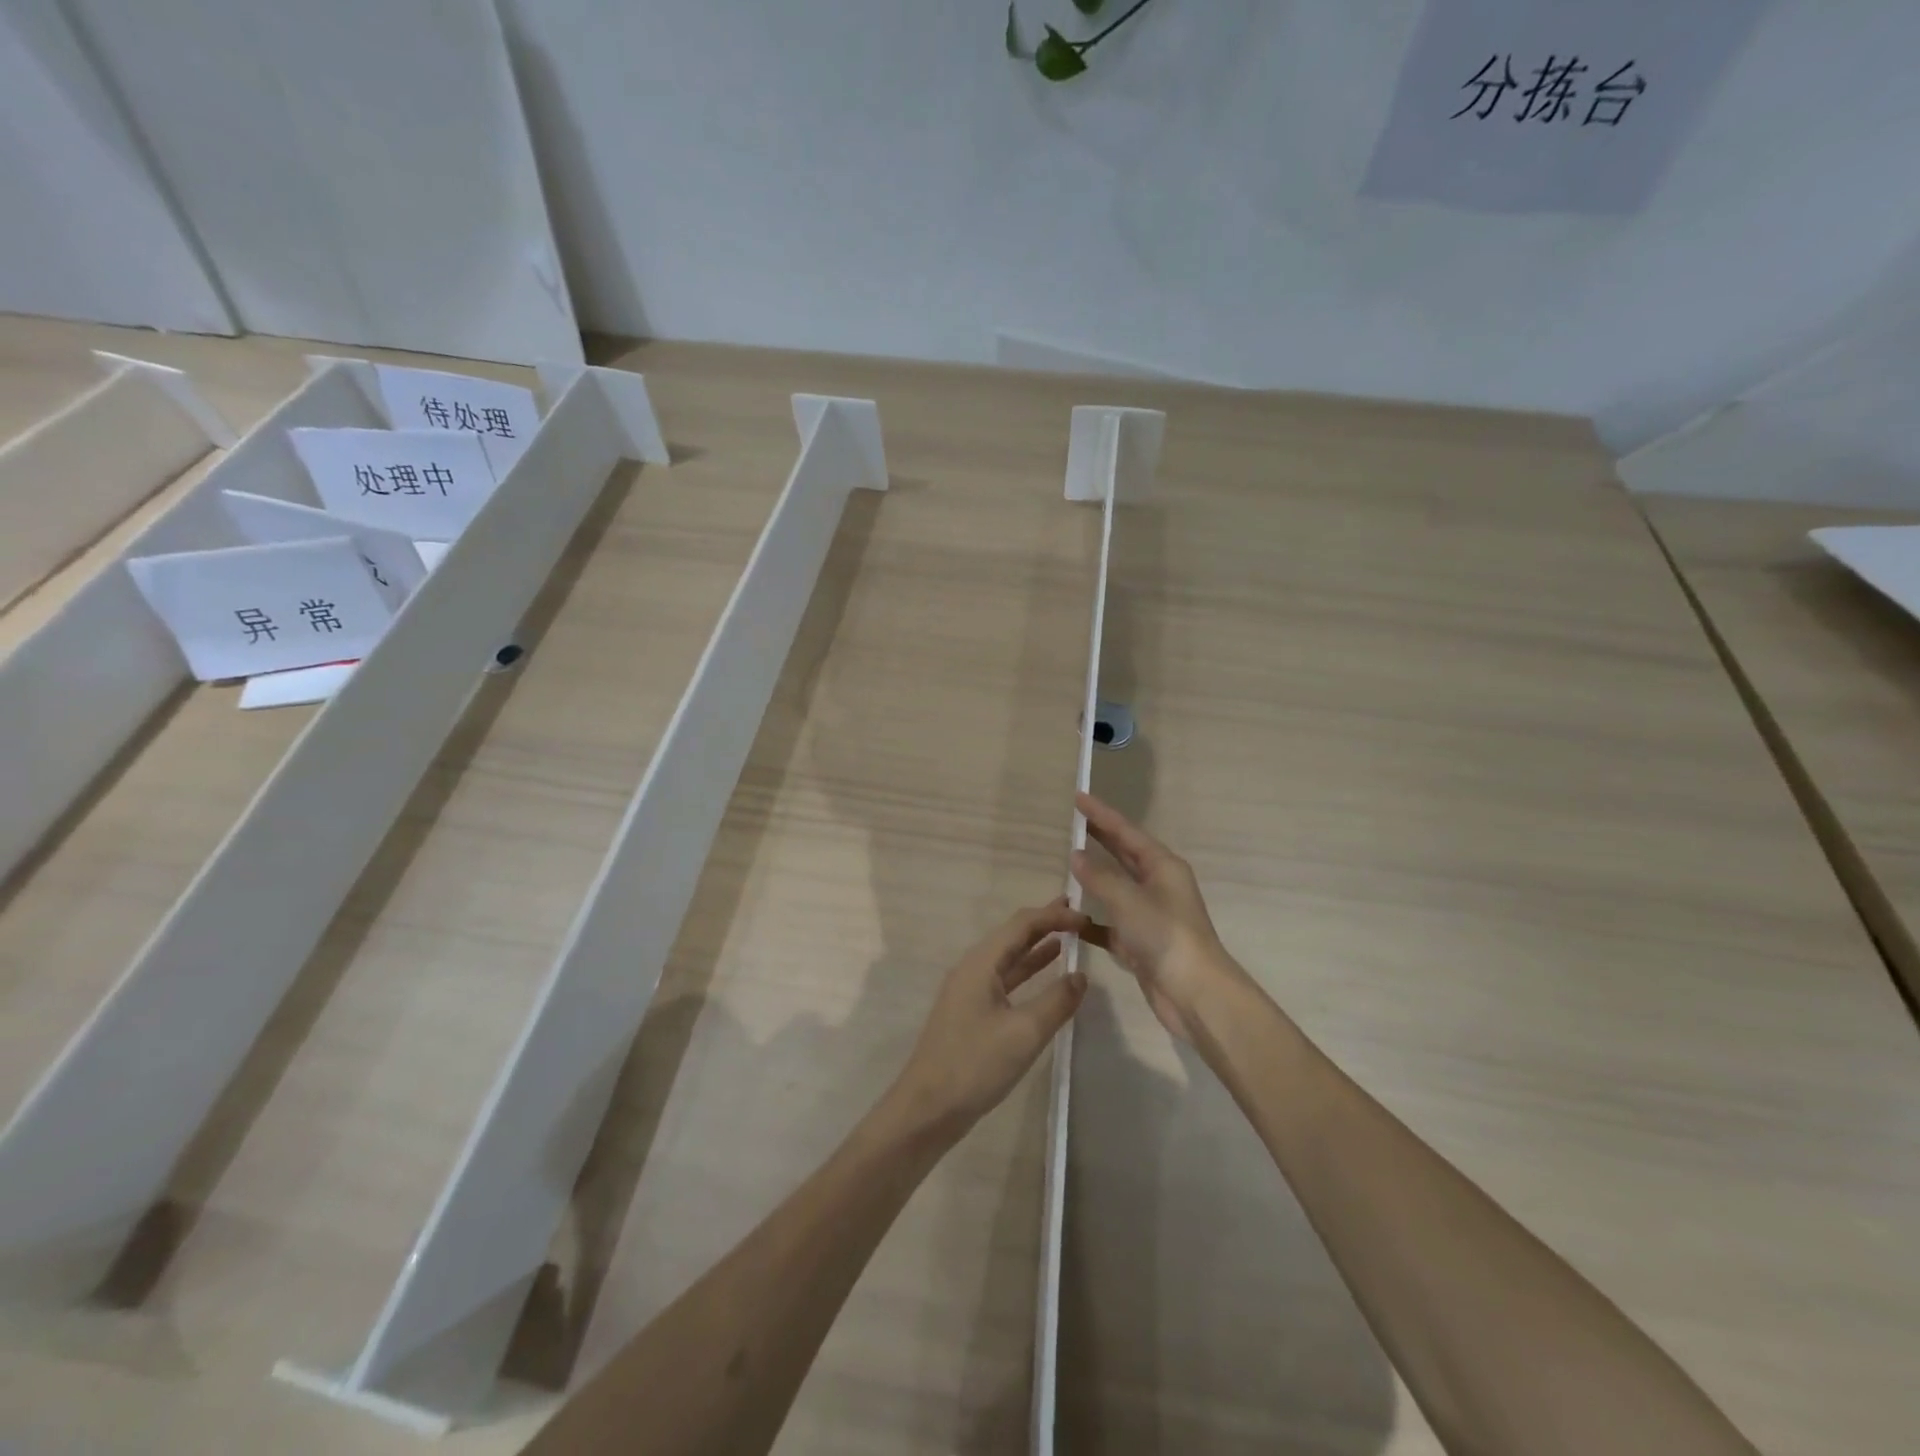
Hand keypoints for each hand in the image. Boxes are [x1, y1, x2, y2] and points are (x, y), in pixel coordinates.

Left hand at [887, 899, 1090, 1136]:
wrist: (928, 1108)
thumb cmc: (975, 1065)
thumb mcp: (1024, 1033)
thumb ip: (1056, 1001)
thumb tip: (1081, 976)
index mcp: (980, 963)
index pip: (1021, 925)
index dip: (1054, 916)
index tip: (1086, 917)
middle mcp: (972, 968)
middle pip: (1012, 935)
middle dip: (1044, 923)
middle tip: (1077, 915)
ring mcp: (969, 990)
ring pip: (1008, 957)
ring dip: (1037, 946)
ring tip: (1067, 937)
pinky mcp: (971, 1012)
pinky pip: (1004, 978)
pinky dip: (1026, 971)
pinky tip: (1045, 974)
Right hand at [1072, 792, 1245, 1043]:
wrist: (1194, 992)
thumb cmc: (1165, 935)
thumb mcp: (1128, 900)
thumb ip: (1099, 878)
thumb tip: (1076, 856)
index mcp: (1163, 867)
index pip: (1127, 832)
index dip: (1101, 814)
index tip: (1078, 797)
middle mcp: (1158, 886)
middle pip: (1124, 855)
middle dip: (1100, 839)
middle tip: (1072, 822)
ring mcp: (1149, 915)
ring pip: (1115, 889)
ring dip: (1093, 879)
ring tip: (1066, 864)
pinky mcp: (1140, 943)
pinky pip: (1110, 924)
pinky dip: (1091, 920)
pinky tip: (1070, 919)